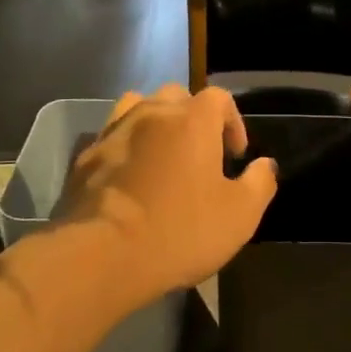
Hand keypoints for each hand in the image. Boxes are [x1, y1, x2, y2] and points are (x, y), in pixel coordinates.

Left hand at [56, 85, 277, 303]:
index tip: (235, 155)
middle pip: (177, 96)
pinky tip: (128, 177)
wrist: (102, 255)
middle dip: (193, 118)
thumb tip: (266, 165)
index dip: (233, 122)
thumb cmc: (180, 231)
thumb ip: (260, 183)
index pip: (219, 98)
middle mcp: (152, 113)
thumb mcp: (240, 216)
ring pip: (138, 107)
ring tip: (161, 155)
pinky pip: (111, 136)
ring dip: (155, 123)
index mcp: (192, 120)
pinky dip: (125, 147)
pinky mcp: (85, 156)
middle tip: (200, 154)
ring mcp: (114, 131)